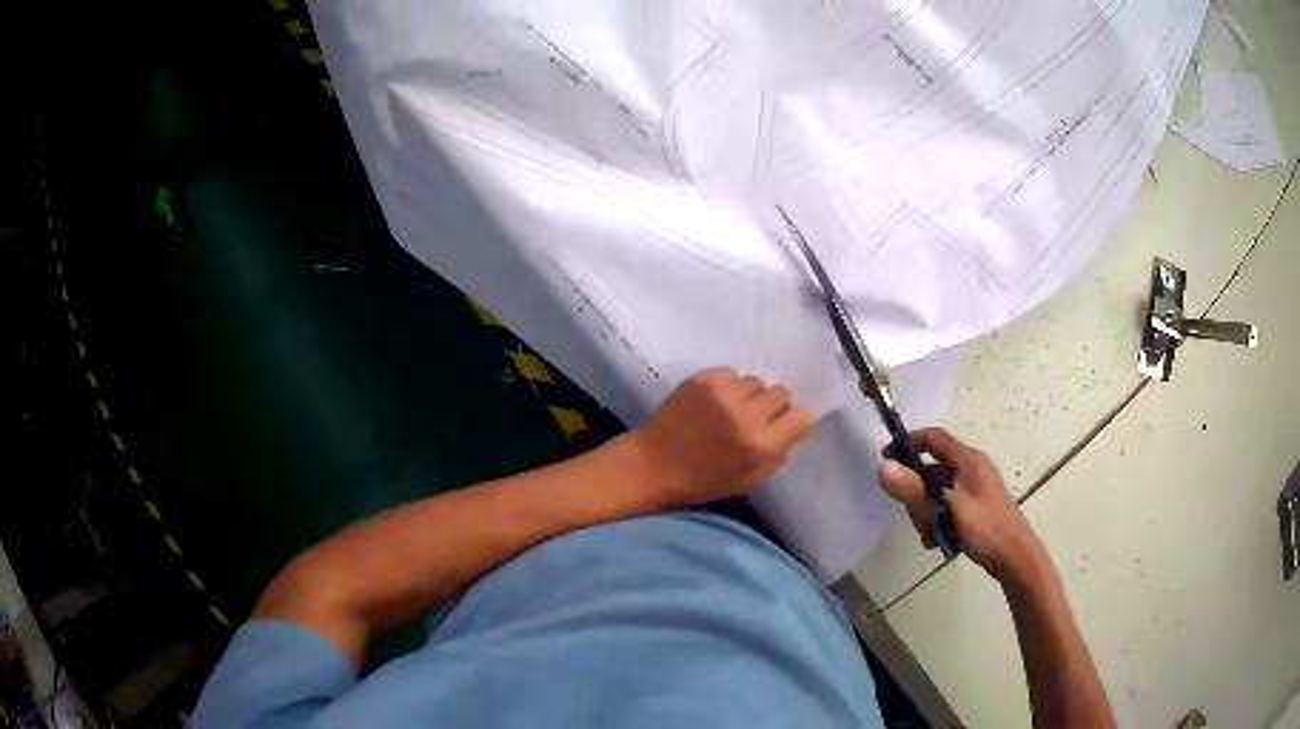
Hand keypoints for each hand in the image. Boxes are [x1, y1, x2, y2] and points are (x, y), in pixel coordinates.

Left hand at [628, 368, 814, 504]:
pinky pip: (731, 373)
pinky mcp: (702, 379)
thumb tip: (791, 427)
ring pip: (756, 382)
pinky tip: (712, 402)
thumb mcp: (748, 480)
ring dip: (749, 395)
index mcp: (760, 445)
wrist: (651, 465)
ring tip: (729, 410)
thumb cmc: (701, 481)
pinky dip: (727, 386)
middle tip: (754, 419)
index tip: (782, 427)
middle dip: (772, 407)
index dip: (794, 421)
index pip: (802, 416)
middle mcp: (745, 415)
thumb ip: (776, 454)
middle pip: (781, 393)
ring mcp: (722, 393)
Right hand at [878, 428, 1047, 584]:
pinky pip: (946, 506)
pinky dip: (937, 520)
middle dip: (917, 493)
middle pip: (932, 469)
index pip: (933, 438)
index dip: (908, 443)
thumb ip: (915, 490)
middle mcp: (971, 468)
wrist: (1015, 558)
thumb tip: (882, 468)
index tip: (886, 458)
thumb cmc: (985, 529)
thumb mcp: (947, 510)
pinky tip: (937, 541)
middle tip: (914, 516)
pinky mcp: (974, 506)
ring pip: (936, 491)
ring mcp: (974, 488)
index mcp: (968, 461)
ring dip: (926, 512)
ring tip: (930, 535)